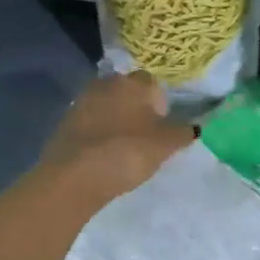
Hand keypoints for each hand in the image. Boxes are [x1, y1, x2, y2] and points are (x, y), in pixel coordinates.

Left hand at [38, 72, 195, 207]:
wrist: (75, 176)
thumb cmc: (128, 151)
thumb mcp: (166, 145)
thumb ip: (183, 133)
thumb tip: (194, 127)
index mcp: (135, 82)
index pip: (153, 83)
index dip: (159, 104)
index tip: (160, 127)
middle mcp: (108, 83)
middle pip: (127, 92)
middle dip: (135, 109)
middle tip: (142, 136)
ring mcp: (82, 101)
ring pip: (106, 106)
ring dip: (114, 120)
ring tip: (121, 148)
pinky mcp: (64, 122)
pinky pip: (89, 123)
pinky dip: (96, 134)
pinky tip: (100, 155)